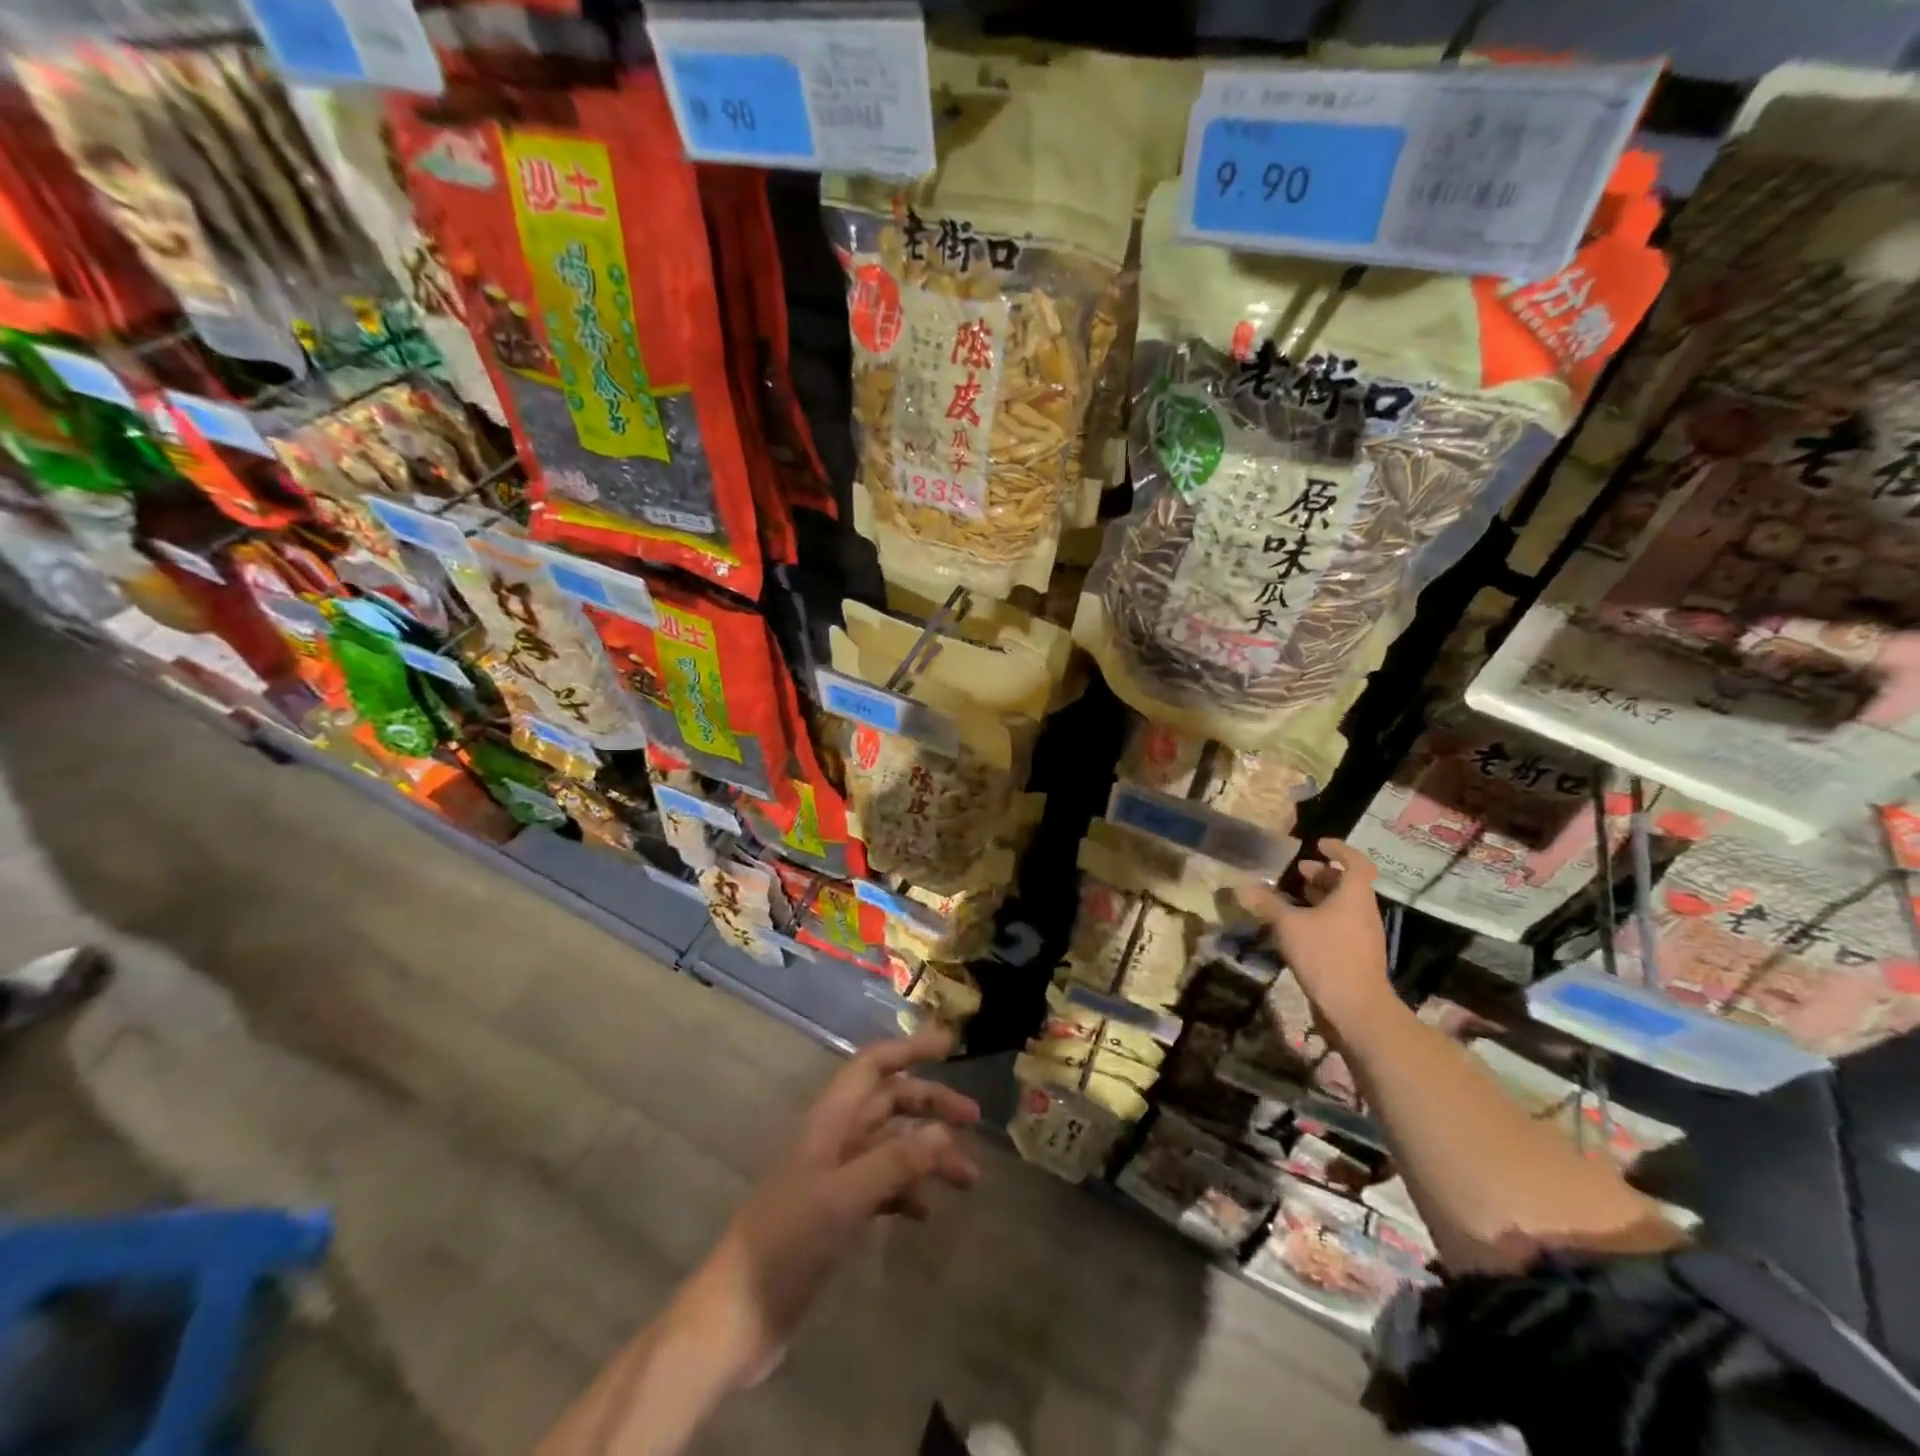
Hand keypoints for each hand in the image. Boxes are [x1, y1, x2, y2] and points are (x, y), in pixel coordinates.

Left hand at [690, 1027, 979, 1383]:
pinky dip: (908, 1191)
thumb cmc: (787, 1243)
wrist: (736, 1316)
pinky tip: (926, 1213)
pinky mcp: (836, 1214)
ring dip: (928, 1154)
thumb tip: (946, 1131)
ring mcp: (835, 1177)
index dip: (909, 1049)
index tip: (950, 1046)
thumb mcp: (844, 1197)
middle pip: (889, 1102)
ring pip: (892, 1146)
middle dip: (931, 1103)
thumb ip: (895, 1161)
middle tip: (974, 1119)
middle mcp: (835, 1139)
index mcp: (830, 1120)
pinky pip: (883, 1186)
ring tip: (968, 1178)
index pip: (873, 1065)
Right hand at [1237, 839, 1394, 1033]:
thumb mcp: (1289, 926)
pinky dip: (1320, 919)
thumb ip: (1267, 904)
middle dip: (1323, 875)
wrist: (1357, 1010)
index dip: (1339, 850)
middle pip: (1348, 885)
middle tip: (1298, 872)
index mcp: (1354, 897)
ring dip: (1320, 898)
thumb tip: (1242, 887)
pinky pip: (1339, 927)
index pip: (1356, 863)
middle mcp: (1363, 913)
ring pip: (1343, 907)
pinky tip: (1296, 929)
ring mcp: (1362, 937)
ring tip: (1292, 898)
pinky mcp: (1356, 957)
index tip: (1318, 844)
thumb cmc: (1326, 956)